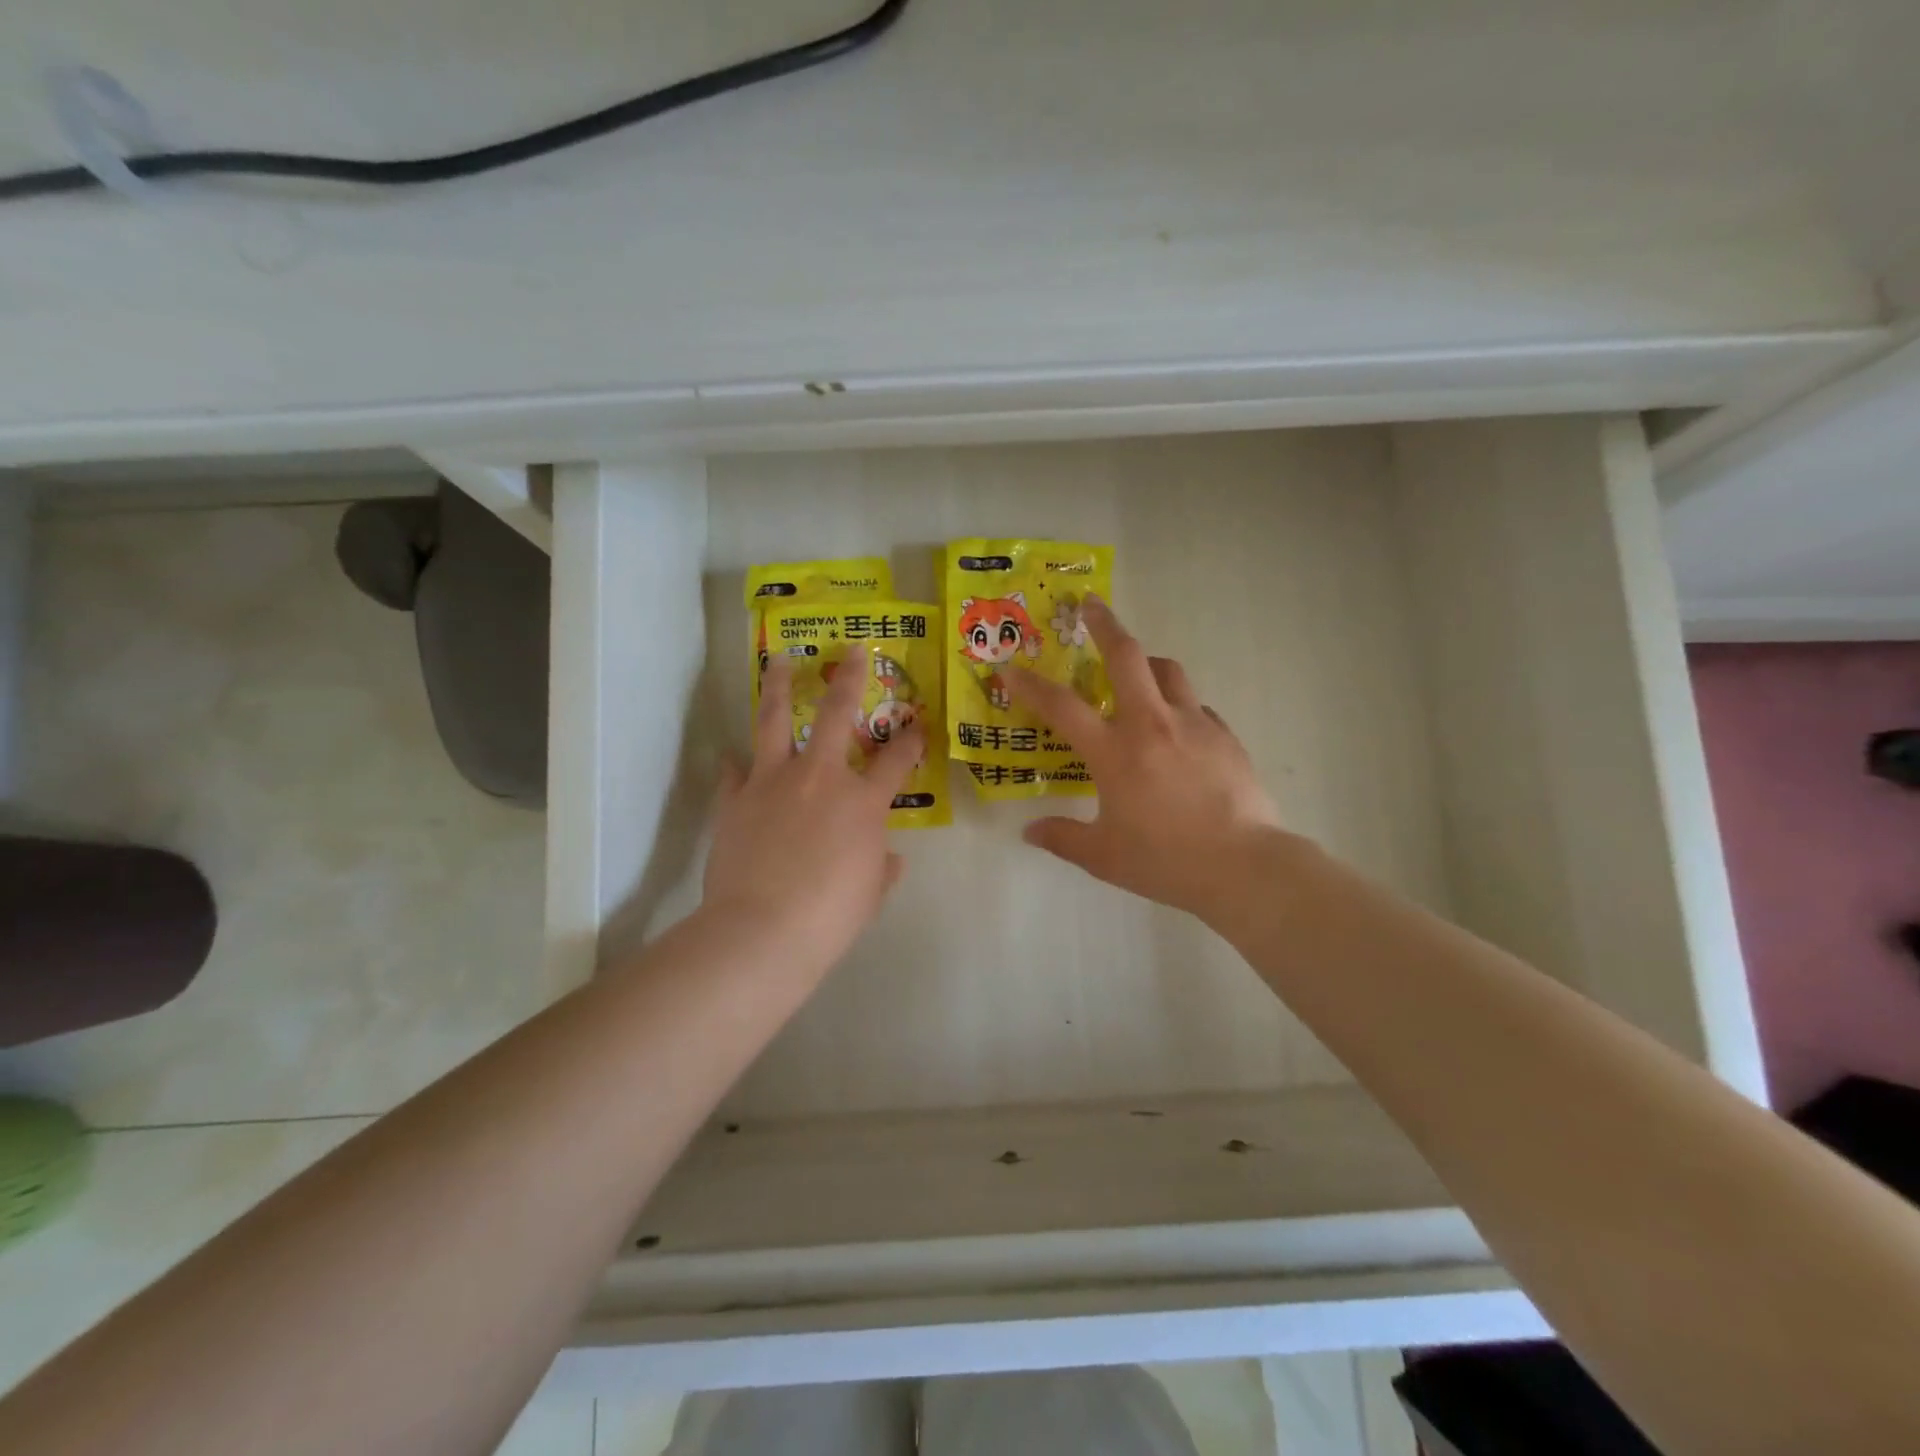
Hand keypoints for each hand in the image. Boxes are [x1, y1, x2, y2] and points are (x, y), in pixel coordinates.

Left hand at [703, 650, 923, 979]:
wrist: (763, 930)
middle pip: (838, 714)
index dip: (912, 740)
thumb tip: (888, 857)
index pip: (897, 760)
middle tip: (853, 651)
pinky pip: (734, 772)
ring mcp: (773, 782)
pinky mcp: (735, 800)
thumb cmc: (830, 915)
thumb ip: (882, 866)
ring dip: (780, 686)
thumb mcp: (871, 892)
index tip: (918, 725)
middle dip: (850, 678)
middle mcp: (821, 777)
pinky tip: (732, 756)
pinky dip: (736, 764)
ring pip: (776, 720)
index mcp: (863, 801)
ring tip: (778, 660)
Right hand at [1005, 596, 1285, 922]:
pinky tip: (1177, 730)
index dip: (1029, 684)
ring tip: (1136, 671)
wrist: (1243, 866)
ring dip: (1146, 662)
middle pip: (1126, 656)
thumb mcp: (1103, 856)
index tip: (1009, 666)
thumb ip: (1062, 838)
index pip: (1061, 706)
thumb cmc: (1165, 860)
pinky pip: (1196, 706)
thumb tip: (1030, 831)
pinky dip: (1179, 706)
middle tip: (1090, 605)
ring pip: (1168, 670)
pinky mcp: (1225, 736)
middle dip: (1104, 624)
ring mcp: (1193, 724)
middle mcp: (1151, 724)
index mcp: (1114, 751)